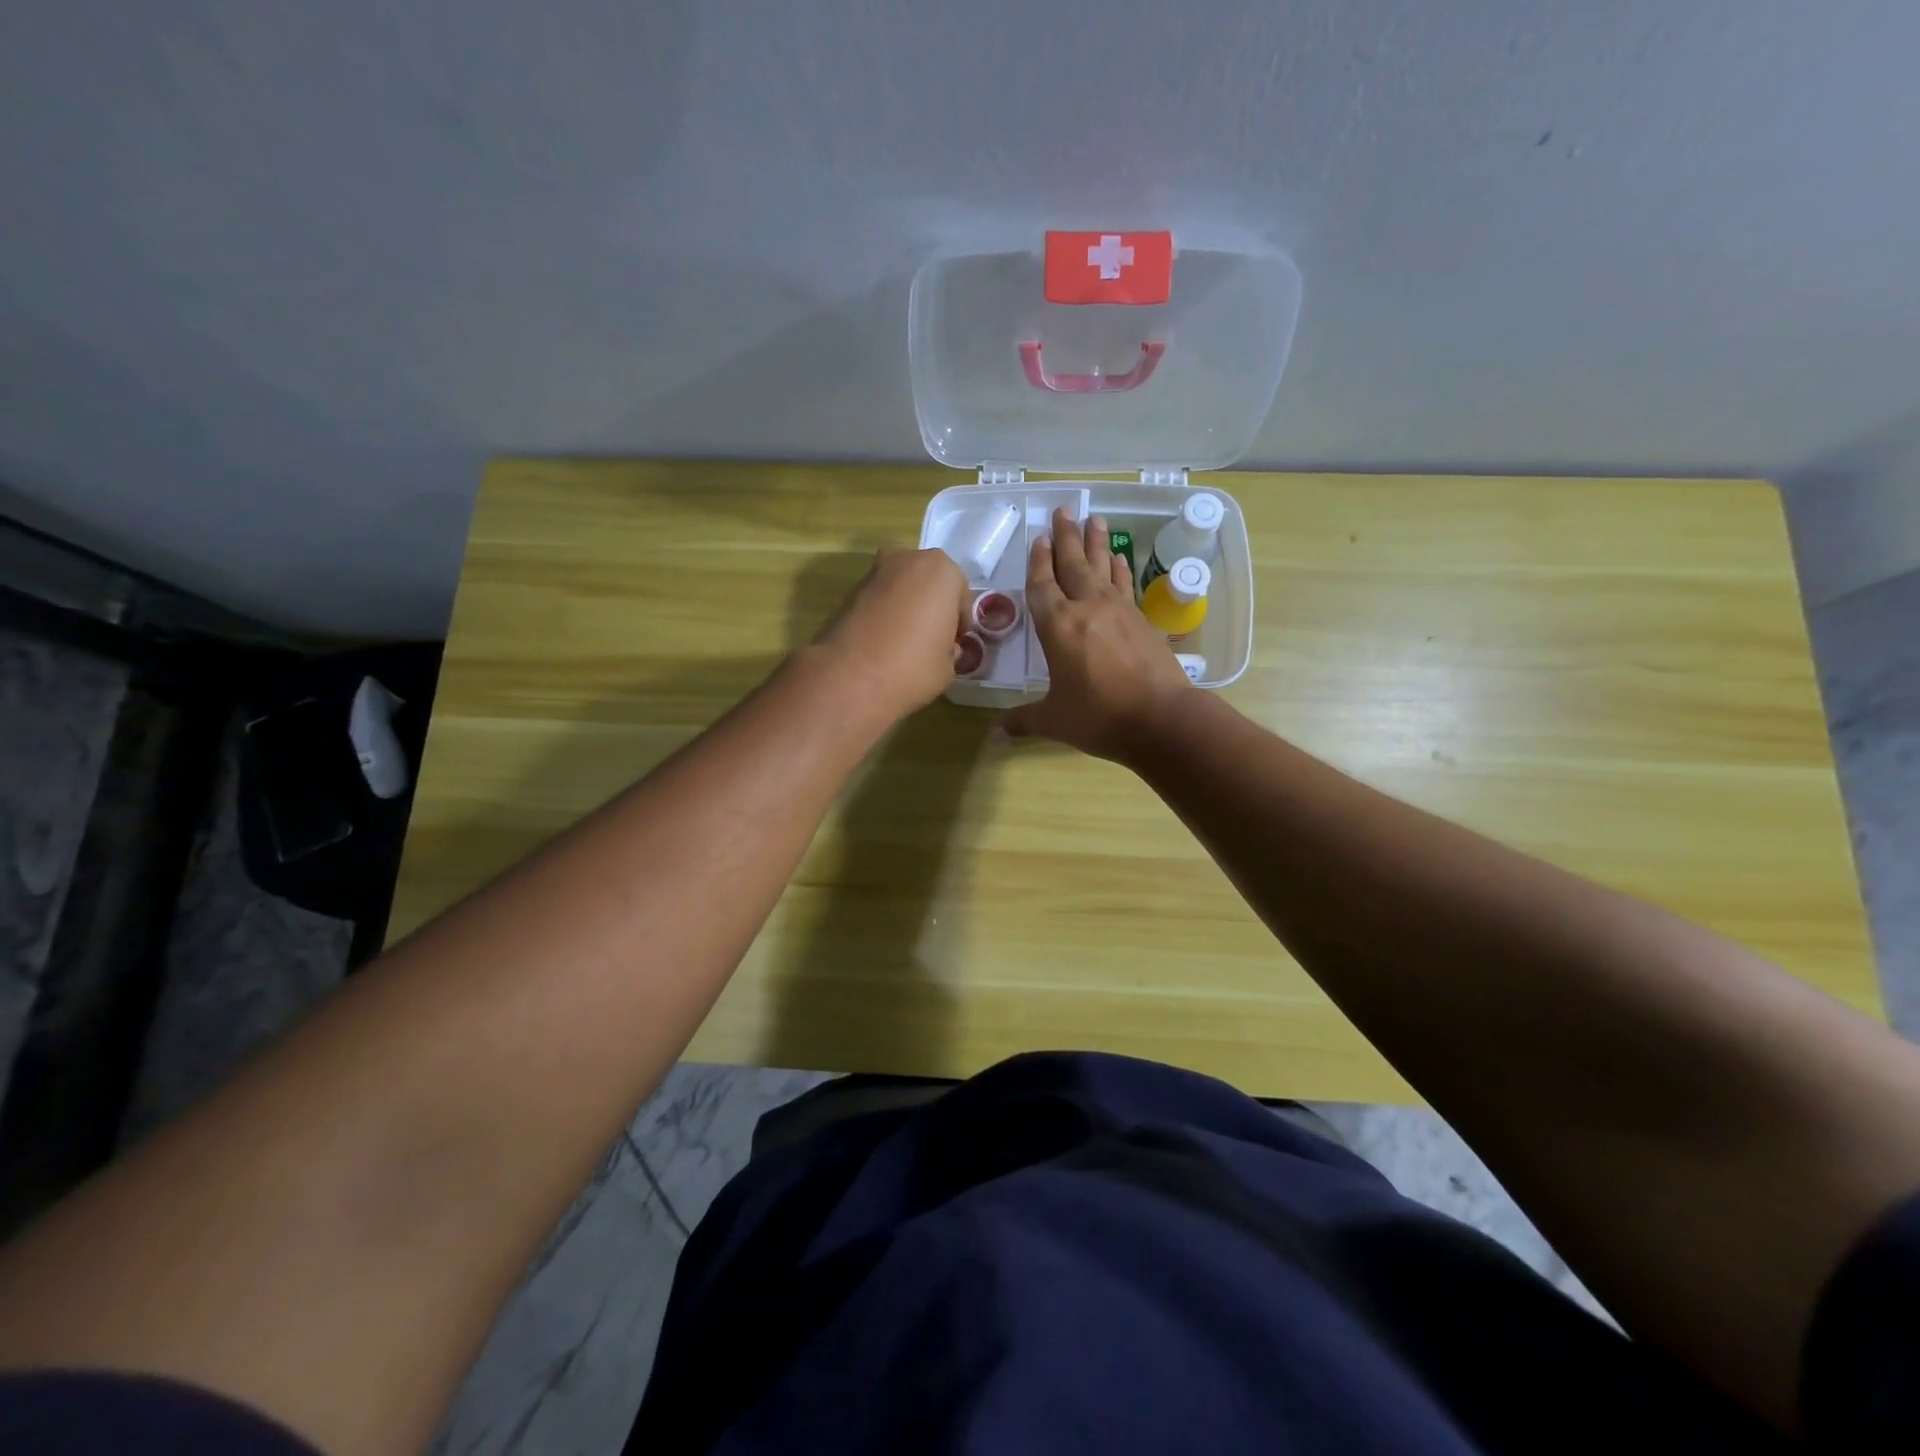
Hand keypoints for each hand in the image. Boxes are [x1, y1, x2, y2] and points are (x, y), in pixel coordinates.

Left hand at [813, 547, 969, 722]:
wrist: (851, 677)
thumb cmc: (913, 667)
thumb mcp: (949, 665)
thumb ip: (951, 648)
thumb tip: (944, 647)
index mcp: (941, 570)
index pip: (960, 596)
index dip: (959, 623)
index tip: (955, 644)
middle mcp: (908, 560)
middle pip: (929, 583)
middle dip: (932, 607)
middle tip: (932, 640)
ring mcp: (875, 572)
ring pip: (902, 589)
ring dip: (907, 608)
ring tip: (905, 643)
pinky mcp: (850, 591)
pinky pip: (879, 600)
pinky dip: (885, 614)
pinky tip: (883, 643)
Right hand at [1002, 508, 1193, 760]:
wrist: (1161, 718)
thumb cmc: (1099, 716)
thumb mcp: (1054, 720)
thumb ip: (1023, 720)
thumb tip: (995, 733)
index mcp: (1058, 626)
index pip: (1042, 585)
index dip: (1038, 562)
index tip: (1039, 538)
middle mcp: (1086, 608)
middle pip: (1073, 564)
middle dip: (1066, 537)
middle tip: (1063, 510)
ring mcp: (1118, 610)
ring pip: (1101, 567)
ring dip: (1095, 543)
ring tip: (1094, 518)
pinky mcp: (1141, 619)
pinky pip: (1124, 584)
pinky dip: (1119, 569)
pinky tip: (1118, 558)